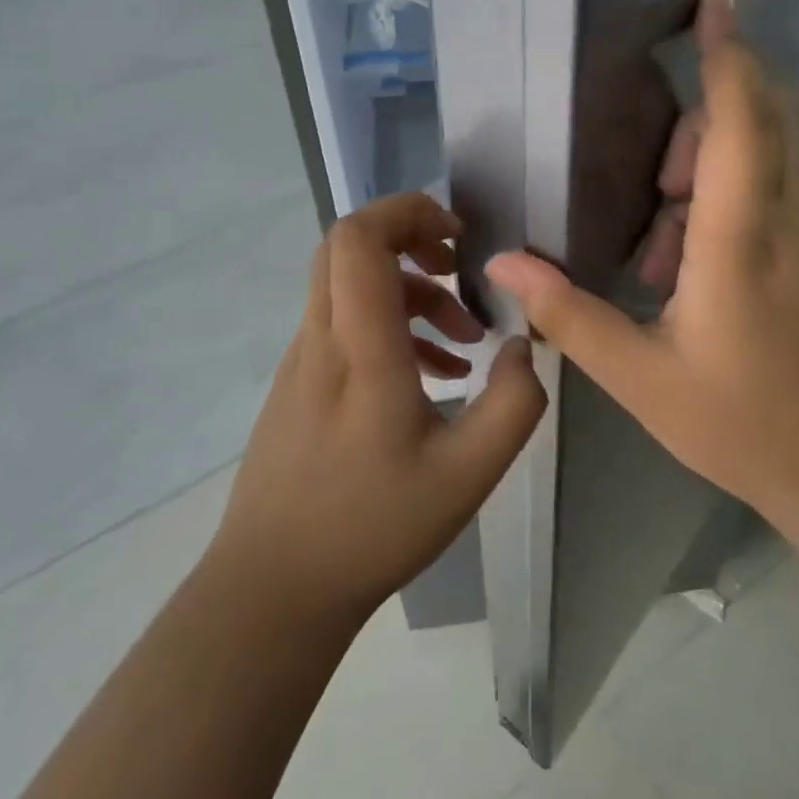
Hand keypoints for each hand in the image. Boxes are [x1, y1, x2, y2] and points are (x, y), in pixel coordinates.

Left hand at [212, 192, 546, 625]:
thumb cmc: (373, 527)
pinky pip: (343, 326)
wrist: (274, 586)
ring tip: (463, 341)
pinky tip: (432, 378)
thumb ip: (514, 402)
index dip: (406, 212)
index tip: (456, 237)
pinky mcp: (297, 384)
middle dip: (408, 239)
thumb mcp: (469, 473)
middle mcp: (322, 339)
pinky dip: (390, 327)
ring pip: (348, 286)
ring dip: (409, 293)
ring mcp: (301, 361)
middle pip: (346, 246)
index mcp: (360, 348)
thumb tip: (524, 345)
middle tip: (457, 270)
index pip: (358, 237)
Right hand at [484, 0, 798, 531]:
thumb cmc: (748, 427)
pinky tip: (691, 282)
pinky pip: (777, 202)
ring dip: (709, 176)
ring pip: (769, 163)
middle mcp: (790, 222)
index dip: (729, 50)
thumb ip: (571, 316)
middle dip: (704, 117)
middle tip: (652, 182)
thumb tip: (505, 267)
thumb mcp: (642, 378)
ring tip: (659, 257)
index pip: (741, 117)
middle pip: (764, 120)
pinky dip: (729, 210)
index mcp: (742, 239)